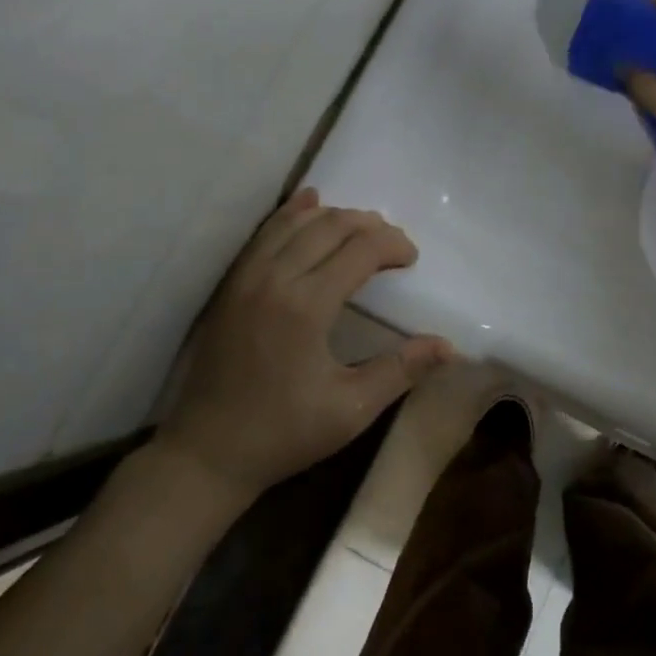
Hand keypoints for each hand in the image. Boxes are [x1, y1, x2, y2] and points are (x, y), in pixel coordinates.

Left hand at [154, 189, 457, 500]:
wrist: (206, 454)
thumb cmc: (283, 434)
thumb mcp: (351, 410)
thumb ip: (401, 370)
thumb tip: (449, 347)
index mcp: (307, 306)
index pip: (361, 250)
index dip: (393, 246)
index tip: (412, 260)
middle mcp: (275, 279)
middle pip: (331, 226)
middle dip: (369, 226)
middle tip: (393, 245)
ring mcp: (247, 278)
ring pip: (297, 222)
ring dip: (335, 216)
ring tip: (361, 229)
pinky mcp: (231, 284)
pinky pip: (264, 232)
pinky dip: (291, 212)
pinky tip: (309, 202)